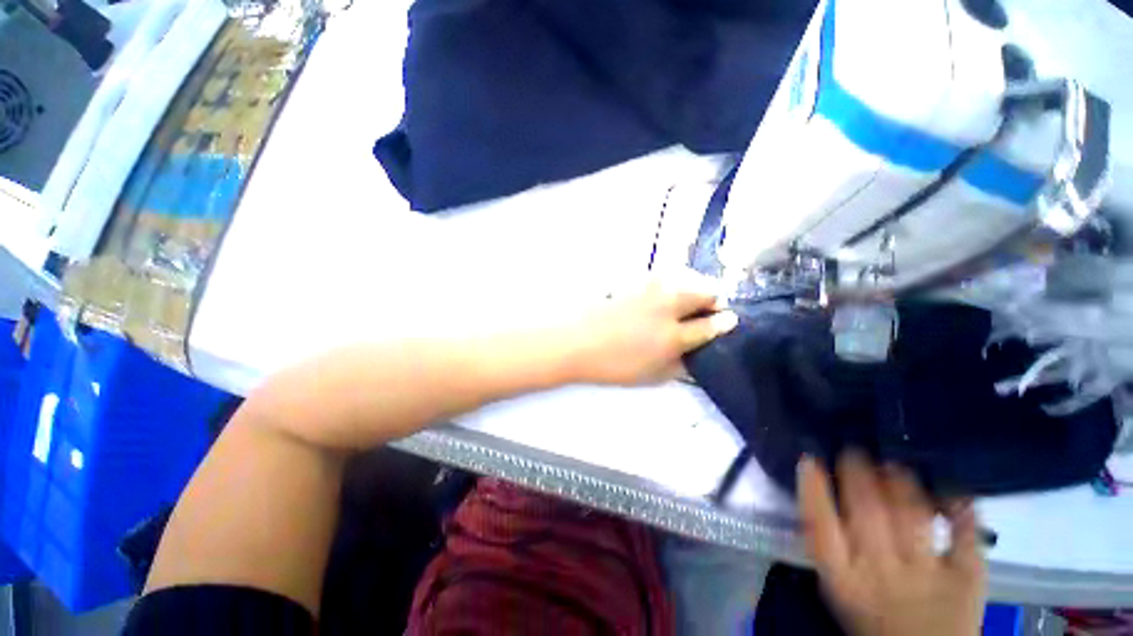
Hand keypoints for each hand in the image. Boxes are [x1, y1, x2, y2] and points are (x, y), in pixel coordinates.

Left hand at [564, 273, 738, 385]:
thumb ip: (680, 365)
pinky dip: (676, 282)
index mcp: (673, 336)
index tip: (729, 322)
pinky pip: (668, 274)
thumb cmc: (612, 364)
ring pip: (689, 277)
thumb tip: (697, 353)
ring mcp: (652, 288)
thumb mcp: (651, 376)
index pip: (711, 326)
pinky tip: (667, 294)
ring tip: (689, 301)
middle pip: (707, 291)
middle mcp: (668, 306)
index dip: (724, 324)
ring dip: (696, 287)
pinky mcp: (637, 279)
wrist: (575, 340)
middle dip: (714, 301)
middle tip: (707, 311)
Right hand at [798, 453, 986, 635]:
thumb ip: (829, 547)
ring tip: (894, 464)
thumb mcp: (839, 590)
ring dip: (902, 482)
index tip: (809, 458)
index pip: (819, 523)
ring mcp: (926, 574)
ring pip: (912, 515)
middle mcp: (881, 570)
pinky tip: (953, 490)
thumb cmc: (872, 619)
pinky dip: (961, 510)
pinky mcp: (967, 579)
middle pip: (867, 511)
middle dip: (858, 472)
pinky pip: (965, 536)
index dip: (812, 487)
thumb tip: (817, 496)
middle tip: (854, 450)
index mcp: (843, 576)